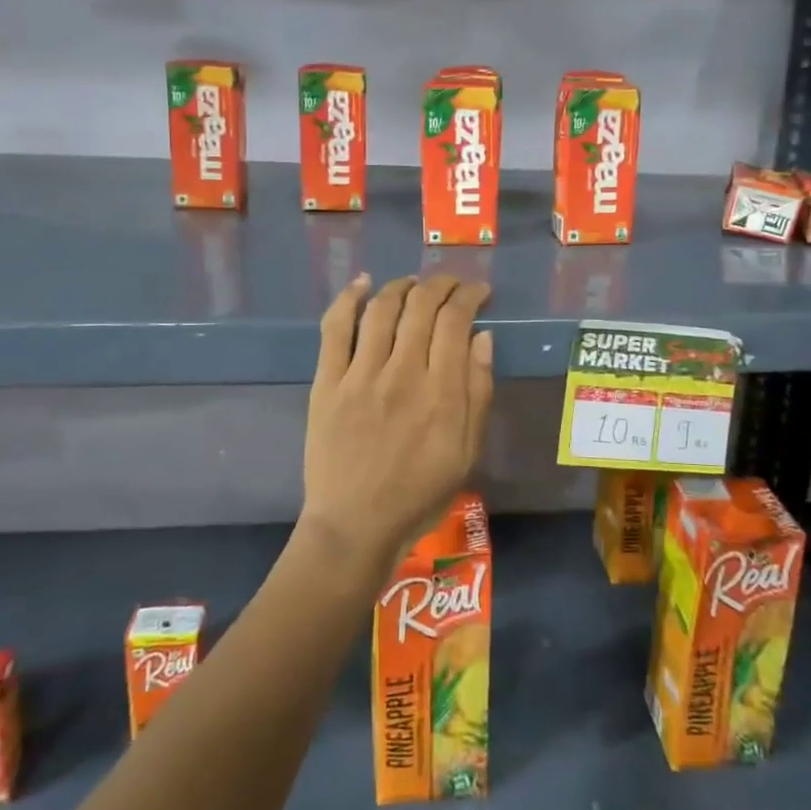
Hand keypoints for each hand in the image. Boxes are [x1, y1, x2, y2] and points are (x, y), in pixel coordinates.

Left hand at [301, 274, 493, 575]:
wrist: (355, 527)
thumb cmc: (419, 494)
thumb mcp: (467, 451)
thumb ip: (478, 391)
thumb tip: (483, 336)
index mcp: (440, 392)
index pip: (455, 320)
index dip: (469, 295)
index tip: (478, 291)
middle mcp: (401, 373)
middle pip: (421, 306)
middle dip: (441, 283)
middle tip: (451, 283)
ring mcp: (359, 375)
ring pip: (381, 309)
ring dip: (401, 285)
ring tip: (414, 283)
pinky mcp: (327, 383)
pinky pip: (334, 329)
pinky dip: (348, 299)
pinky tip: (362, 284)